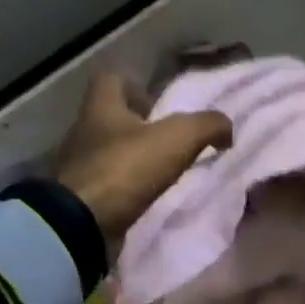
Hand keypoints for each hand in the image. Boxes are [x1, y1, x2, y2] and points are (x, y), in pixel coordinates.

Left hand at [54, 75, 231, 234]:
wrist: (82, 223)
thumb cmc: (127, 168)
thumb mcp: (179, 138)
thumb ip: (208, 125)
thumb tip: (226, 129)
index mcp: (101, 108)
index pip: (111, 80)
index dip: (136, 86)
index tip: (159, 104)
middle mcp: (83, 132)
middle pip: (110, 118)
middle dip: (138, 126)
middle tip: (169, 140)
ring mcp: (78, 166)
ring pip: (108, 151)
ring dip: (133, 157)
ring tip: (162, 171)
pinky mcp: (79, 197)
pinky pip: (107, 182)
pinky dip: (126, 186)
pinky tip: (146, 196)